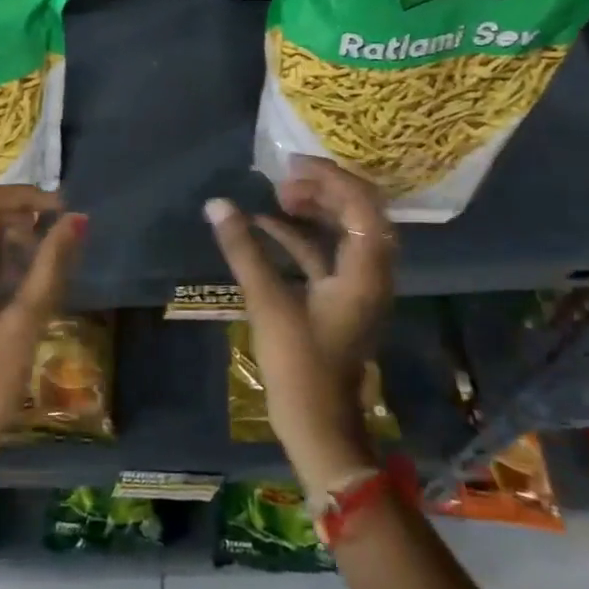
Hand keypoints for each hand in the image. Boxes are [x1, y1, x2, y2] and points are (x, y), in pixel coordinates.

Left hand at [0, 186, 87, 486]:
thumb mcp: (24, 322)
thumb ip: (50, 266)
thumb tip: (77, 220)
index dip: (22, 195)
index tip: (60, 211)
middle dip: (19, 216)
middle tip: (56, 239)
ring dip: (11, 237)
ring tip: (46, 263)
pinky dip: (0, 258)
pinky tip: (27, 283)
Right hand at [204, 156, 394, 493]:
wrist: (319, 424)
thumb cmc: (299, 364)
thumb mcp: (268, 302)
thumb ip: (243, 250)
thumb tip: (217, 205)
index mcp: (365, 270)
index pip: (361, 204)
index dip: (329, 176)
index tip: (291, 164)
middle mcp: (372, 273)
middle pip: (360, 212)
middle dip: (324, 188)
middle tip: (283, 178)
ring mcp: (358, 287)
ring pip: (345, 232)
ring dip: (315, 210)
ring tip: (277, 196)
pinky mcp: (342, 300)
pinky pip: (328, 254)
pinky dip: (302, 237)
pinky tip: (267, 228)